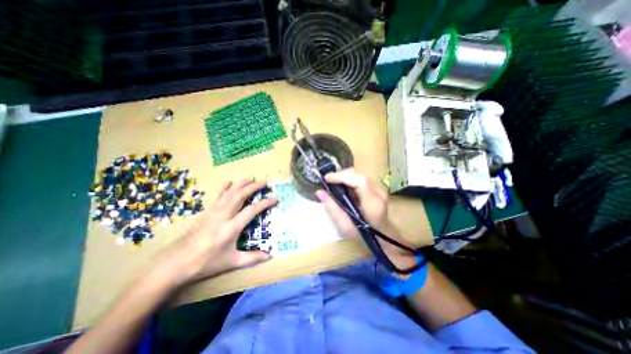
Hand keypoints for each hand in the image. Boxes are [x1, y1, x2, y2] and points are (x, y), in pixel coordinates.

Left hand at [154, 178, 276, 285]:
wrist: (175, 262)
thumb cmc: (205, 263)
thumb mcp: (231, 262)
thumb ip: (252, 258)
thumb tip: (270, 256)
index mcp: (231, 227)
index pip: (252, 210)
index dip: (265, 203)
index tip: (275, 199)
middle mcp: (223, 215)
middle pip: (240, 196)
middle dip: (253, 187)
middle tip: (264, 182)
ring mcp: (213, 212)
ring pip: (229, 193)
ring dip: (241, 184)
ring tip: (250, 178)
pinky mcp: (206, 212)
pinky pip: (217, 196)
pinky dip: (224, 187)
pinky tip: (229, 182)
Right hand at [315, 169, 417, 271]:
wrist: (384, 239)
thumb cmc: (365, 237)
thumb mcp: (345, 227)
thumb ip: (332, 208)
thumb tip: (319, 192)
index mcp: (372, 203)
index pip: (360, 181)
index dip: (343, 176)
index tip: (327, 179)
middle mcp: (378, 193)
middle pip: (359, 175)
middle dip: (341, 175)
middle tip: (328, 182)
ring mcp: (379, 190)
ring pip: (359, 175)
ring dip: (345, 177)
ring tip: (333, 184)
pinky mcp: (377, 189)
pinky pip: (361, 180)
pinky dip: (350, 181)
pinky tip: (343, 188)